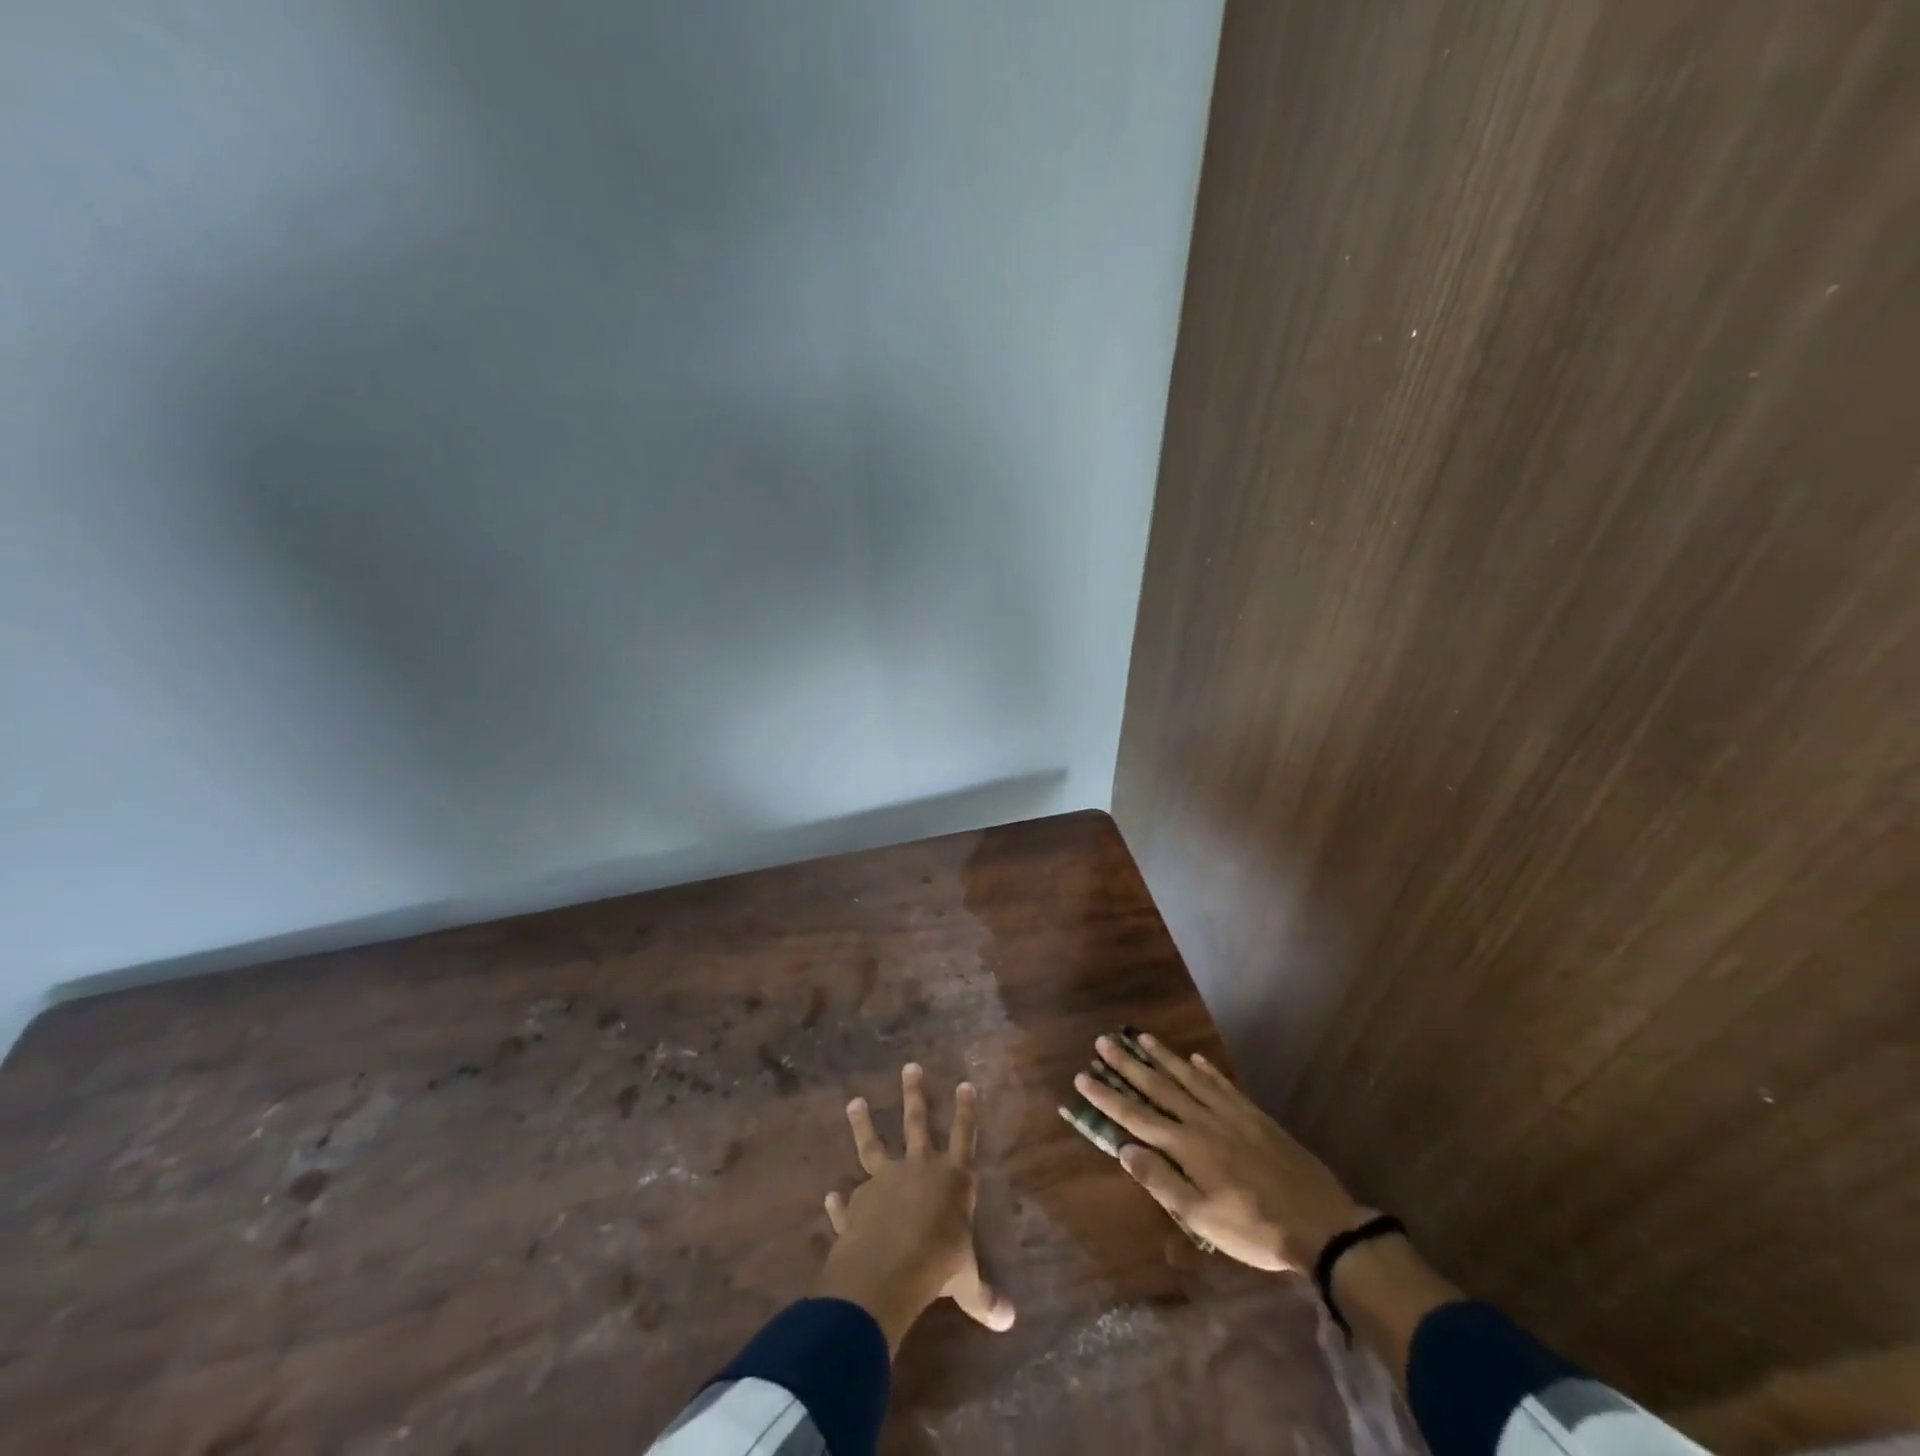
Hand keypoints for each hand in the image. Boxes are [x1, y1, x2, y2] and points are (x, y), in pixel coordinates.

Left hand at [813, 1063, 1015, 1351]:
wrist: (888, 1270)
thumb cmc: (938, 1265)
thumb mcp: (967, 1282)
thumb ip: (984, 1296)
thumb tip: (1009, 1321)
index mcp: (951, 1179)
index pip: (964, 1137)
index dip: (965, 1111)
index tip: (965, 1083)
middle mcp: (918, 1169)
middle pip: (917, 1123)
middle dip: (914, 1094)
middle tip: (909, 1066)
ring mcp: (883, 1182)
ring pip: (873, 1145)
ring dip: (863, 1123)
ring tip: (854, 1101)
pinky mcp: (857, 1205)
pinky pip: (847, 1202)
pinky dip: (839, 1202)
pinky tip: (830, 1195)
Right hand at [1074, 1034, 1366, 1271]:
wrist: (1319, 1223)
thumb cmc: (1253, 1228)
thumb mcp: (1202, 1218)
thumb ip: (1162, 1182)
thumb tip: (1124, 1149)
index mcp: (1185, 1146)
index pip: (1136, 1116)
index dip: (1107, 1096)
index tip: (1082, 1075)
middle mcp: (1202, 1120)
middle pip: (1158, 1086)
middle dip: (1127, 1064)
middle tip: (1104, 1040)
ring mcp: (1230, 1113)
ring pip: (1188, 1077)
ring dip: (1162, 1056)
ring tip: (1140, 1036)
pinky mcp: (1254, 1114)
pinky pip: (1223, 1084)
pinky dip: (1206, 1069)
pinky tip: (1196, 1057)